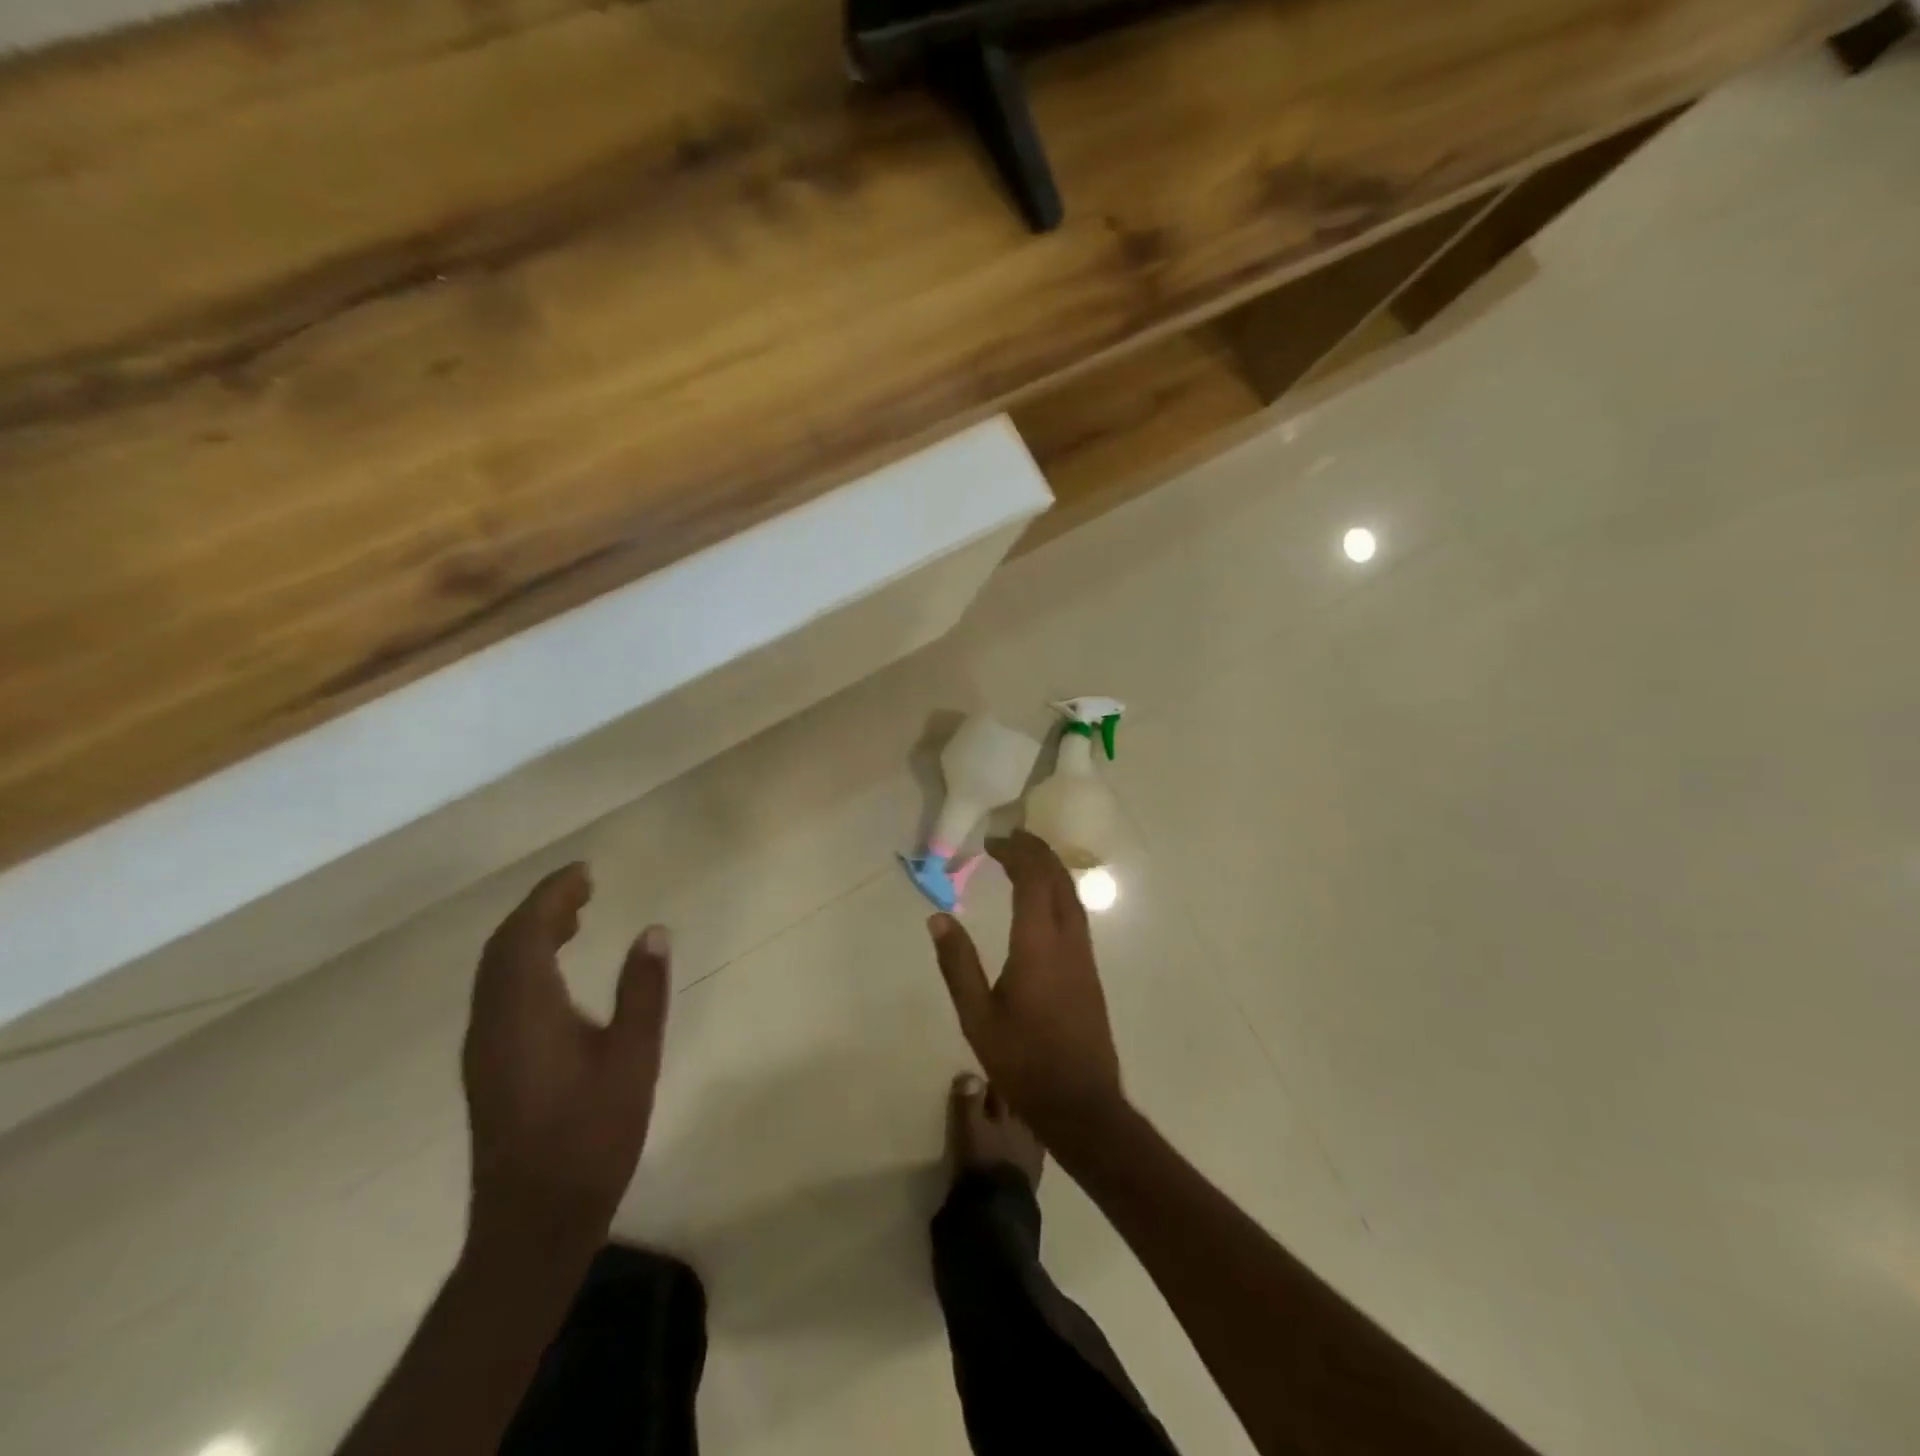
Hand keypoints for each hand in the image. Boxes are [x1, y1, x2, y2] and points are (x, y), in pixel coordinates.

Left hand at [462, 863, 669, 1261]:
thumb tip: (653, 931)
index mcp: (524, 1012)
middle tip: (584, 888)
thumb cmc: (591, 1136)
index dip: (552, 895)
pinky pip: (498, 993)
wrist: (533, 1222)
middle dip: (540, 908)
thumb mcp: (632, 1059)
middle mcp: (492, 1022)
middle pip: (503, 946)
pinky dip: (524, 964)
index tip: (585, 871)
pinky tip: (557, 975)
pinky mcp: (489, 1068)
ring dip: (529, 935)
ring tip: (575, 918)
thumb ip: (642, 991)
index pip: (526, 933)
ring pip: (496, 971)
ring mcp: (484, 1047)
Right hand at [928, 831, 1123, 1141]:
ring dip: (1051, 869)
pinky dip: (1059, 891)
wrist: (1081, 1103)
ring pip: (1072, 895)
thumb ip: (958, 964)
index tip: (992, 842)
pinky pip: (1076, 914)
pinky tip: (1044, 901)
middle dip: (1036, 851)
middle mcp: (1067, 941)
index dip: (1016, 854)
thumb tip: (938, 917)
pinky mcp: (1090, 971)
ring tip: (1025, 858)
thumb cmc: (1023, 1061)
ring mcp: (1084, 956)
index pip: (1033, 880)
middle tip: (1009, 838)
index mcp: (1038, 946)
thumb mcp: (977, 1016)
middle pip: (1058, 880)